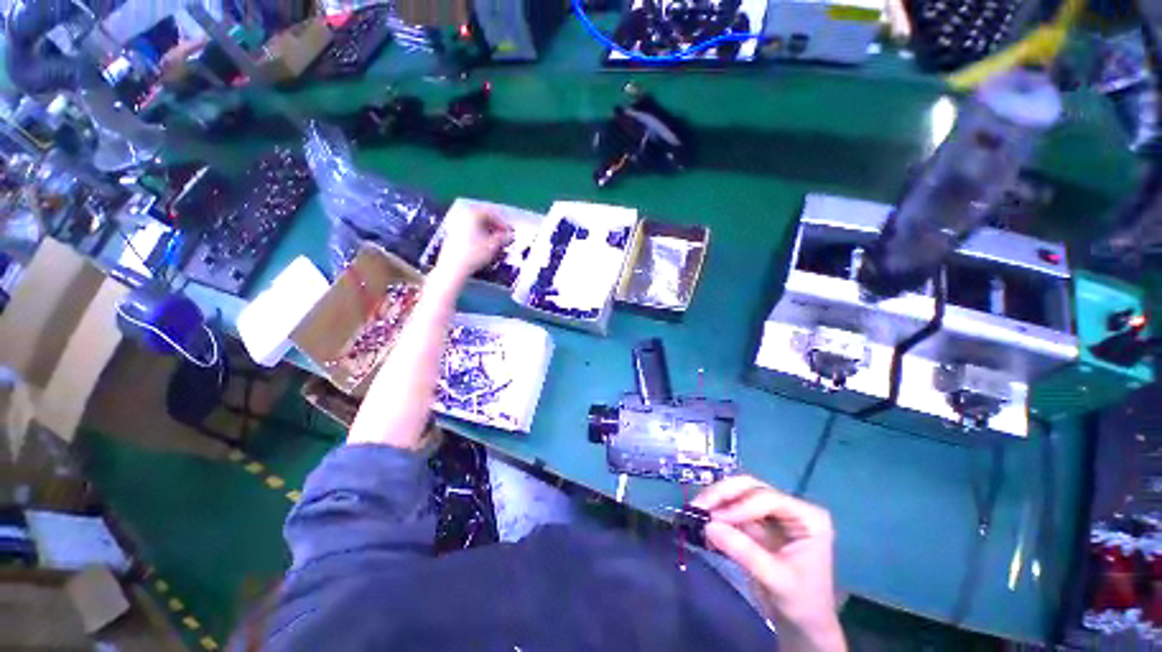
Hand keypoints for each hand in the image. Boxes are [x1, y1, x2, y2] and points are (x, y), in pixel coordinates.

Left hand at [433, 209, 512, 281]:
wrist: (453, 267)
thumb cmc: (474, 254)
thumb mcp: (493, 245)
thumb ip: (503, 238)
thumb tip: (510, 235)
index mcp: (472, 214)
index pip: (492, 214)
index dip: (503, 223)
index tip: (510, 232)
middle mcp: (462, 215)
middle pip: (483, 217)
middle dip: (495, 227)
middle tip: (504, 237)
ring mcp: (455, 224)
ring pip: (476, 224)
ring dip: (488, 231)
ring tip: (495, 242)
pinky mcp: (452, 234)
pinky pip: (469, 230)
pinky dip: (479, 235)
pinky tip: (484, 245)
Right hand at [693, 476, 845, 651]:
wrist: (803, 625)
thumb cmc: (801, 603)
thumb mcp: (776, 580)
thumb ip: (745, 552)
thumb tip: (709, 526)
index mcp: (808, 517)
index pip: (769, 499)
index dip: (740, 505)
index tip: (715, 519)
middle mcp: (789, 507)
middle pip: (750, 488)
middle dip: (722, 494)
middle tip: (698, 506)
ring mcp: (772, 513)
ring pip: (737, 493)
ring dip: (715, 501)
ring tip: (695, 512)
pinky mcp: (756, 521)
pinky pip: (731, 509)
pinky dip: (715, 513)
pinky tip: (702, 524)